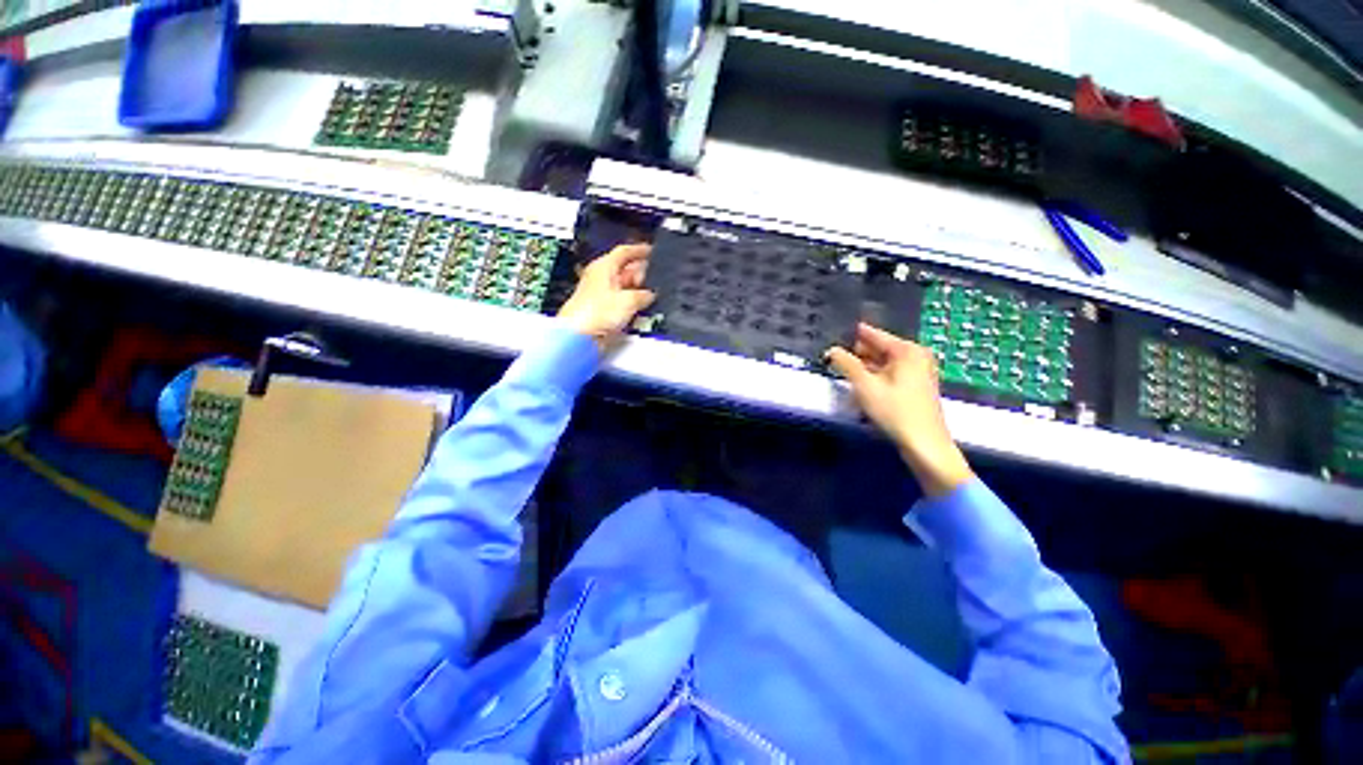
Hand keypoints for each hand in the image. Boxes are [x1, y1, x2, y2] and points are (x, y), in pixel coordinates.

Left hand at [557, 244, 655, 351]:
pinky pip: (622, 302)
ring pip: (625, 287)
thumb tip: (651, 294)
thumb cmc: (596, 312)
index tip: (652, 251)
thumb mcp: (629, 300)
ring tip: (653, 294)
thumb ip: (644, 295)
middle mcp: (602, 278)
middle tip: (657, 278)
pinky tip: (642, 308)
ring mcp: (602, 294)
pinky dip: (632, 303)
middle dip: (642, 274)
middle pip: (626, 269)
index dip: (640, 250)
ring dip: (638, 290)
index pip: (624, 252)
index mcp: (604, 266)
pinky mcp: (603, 310)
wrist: (581, 336)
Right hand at [827, 323, 973, 496]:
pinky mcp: (917, 386)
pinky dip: (876, 376)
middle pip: (879, 348)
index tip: (833, 335)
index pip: (873, 334)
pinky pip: (890, 373)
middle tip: (834, 357)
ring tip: (843, 370)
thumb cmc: (894, 411)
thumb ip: (846, 364)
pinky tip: (861, 384)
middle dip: (857, 353)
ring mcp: (919, 371)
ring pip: (884, 362)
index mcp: (906, 350)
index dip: (851, 336)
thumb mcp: (864, 385)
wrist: (924, 443)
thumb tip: (831, 350)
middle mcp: (916, 355)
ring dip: (865, 367)